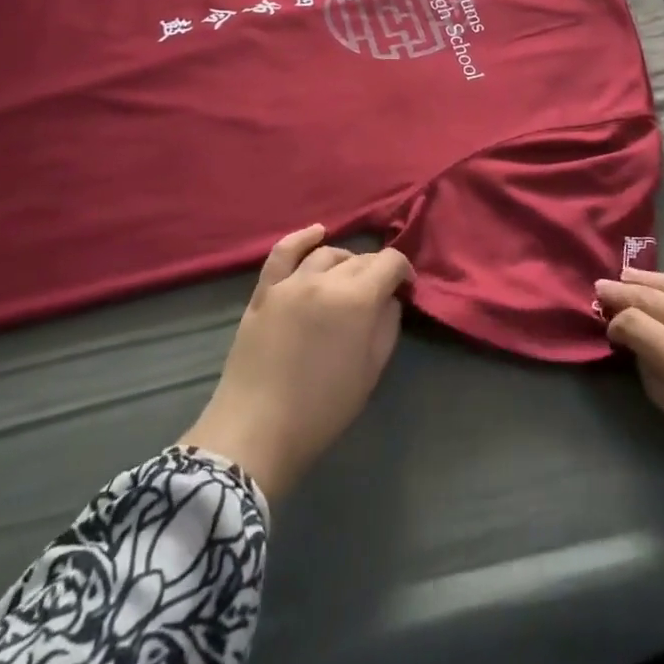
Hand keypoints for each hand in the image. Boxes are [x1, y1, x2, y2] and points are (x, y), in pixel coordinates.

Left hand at [181, 225, 410, 501]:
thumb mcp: (370, 372)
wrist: (257, 430)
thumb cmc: (322, 409)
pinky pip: (283, 252)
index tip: (406, 289)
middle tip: (379, 294)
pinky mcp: (264, 291)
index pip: (389, 262)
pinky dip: (302, 238)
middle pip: (359, 259)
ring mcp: (290, 282)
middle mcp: (324, 280)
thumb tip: (390, 299)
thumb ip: (386, 326)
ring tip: (349, 280)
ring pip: (326, 254)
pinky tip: (316, 233)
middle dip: (375, 271)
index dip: (403, 271)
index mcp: (356, 299)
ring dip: (345, 262)